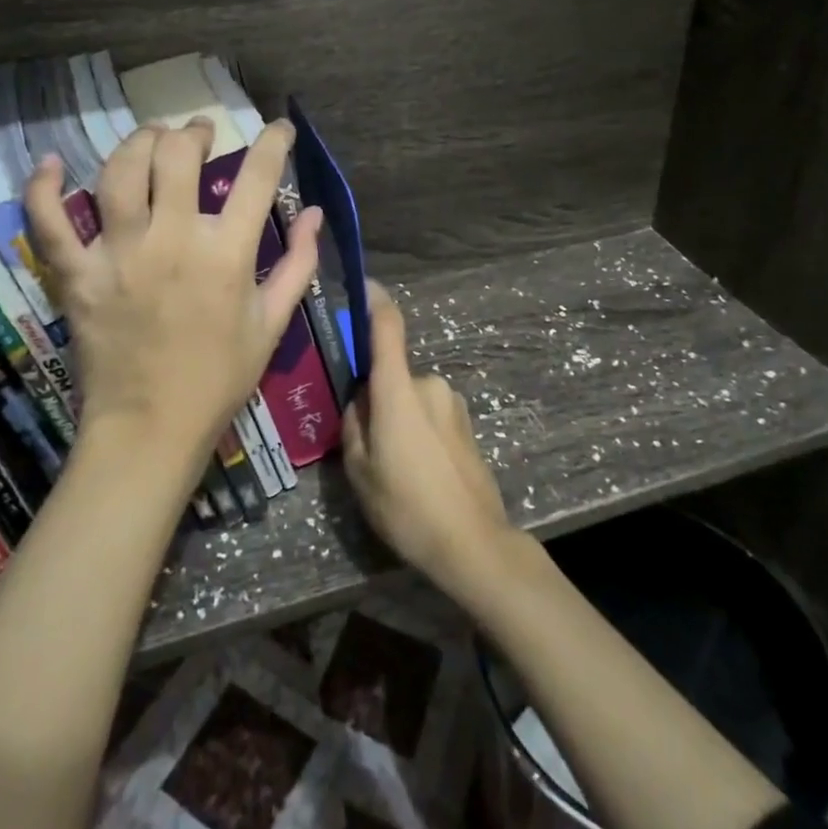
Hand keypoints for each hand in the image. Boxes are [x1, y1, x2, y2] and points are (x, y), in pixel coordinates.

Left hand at [25, 118, 320, 492]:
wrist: (151, 428)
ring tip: (152, 138)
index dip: (274, 142)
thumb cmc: (220, 378)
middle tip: (201, 133)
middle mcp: (171, 239)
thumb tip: (315, 213)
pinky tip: (52, 163)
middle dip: (195, 132)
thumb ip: (298, 263)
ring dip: (138, 142)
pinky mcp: (76, 273)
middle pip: (178, 155)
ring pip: (119, 170)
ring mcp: (117, 253)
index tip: (279, 128)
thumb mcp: (273, 323)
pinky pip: (49, 220)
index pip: (257, 177)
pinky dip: (43, 186)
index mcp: (226, 253)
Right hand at [342, 282, 516, 598]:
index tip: (361, 286)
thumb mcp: (359, 470)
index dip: (374, 301)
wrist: (473, 543)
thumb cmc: (407, 506)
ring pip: (411, 398)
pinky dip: (418, 430)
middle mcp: (429, 384)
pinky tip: (419, 473)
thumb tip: (361, 400)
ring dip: (398, 417)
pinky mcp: (468, 423)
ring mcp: (453, 403)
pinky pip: (430, 414)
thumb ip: (354, 424)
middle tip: (364, 443)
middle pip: (392, 375)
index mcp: (399, 389)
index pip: (387, 327)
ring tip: (393, 467)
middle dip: (376, 398)